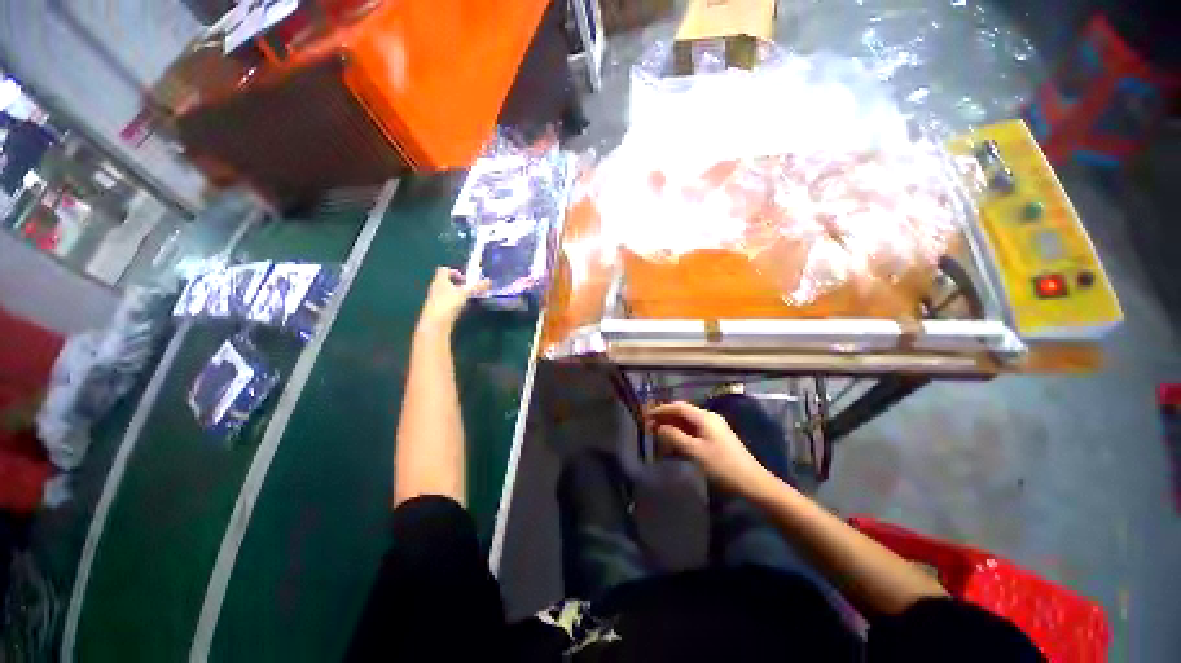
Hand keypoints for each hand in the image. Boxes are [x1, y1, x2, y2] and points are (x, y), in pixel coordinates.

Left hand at [417, 268, 488, 329]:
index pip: (444, 270)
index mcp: (440, 280)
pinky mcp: (437, 309)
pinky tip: (461, 308)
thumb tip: (489, 280)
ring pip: (447, 292)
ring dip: (457, 293)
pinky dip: (454, 302)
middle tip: (469, 289)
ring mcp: (435, 299)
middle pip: (446, 281)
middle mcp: (435, 287)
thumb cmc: (448, 304)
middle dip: (458, 284)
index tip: (465, 279)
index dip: (455, 272)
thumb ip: (477, 287)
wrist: (434, 323)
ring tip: (468, 299)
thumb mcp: (465, 293)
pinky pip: (446, 301)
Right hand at [645, 401, 771, 494]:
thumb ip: (676, 437)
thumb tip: (660, 427)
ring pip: (688, 422)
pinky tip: (674, 441)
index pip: (679, 407)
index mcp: (705, 417)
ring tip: (658, 433)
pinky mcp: (717, 438)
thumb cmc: (723, 466)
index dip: (662, 410)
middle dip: (666, 417)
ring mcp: (714, 427)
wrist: (753, 482)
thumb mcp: (696, 452)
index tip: (646, 416)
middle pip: (683, 413)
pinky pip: (695, 430)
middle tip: (649, 425)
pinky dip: (682, 433)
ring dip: (673, 425)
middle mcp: (709, 418)